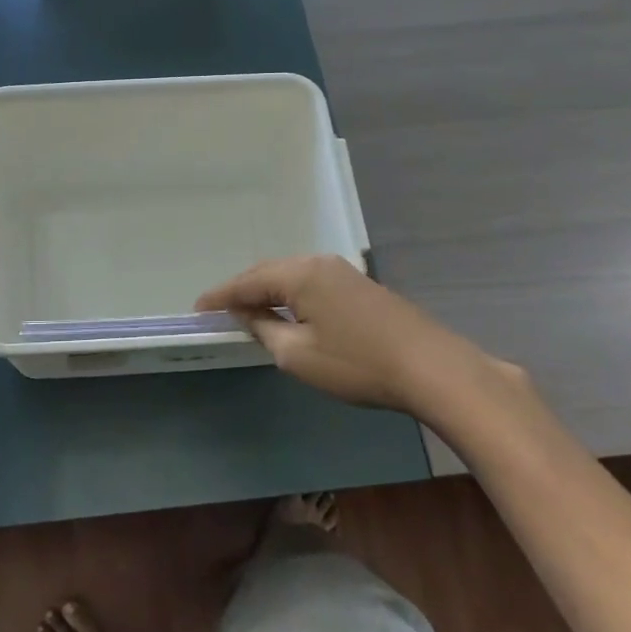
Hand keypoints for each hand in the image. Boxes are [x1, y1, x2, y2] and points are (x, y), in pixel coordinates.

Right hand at [196, 255, 529, 432]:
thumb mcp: (298, 355)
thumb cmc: (357, 363)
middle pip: (269, 272)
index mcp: (300, 274)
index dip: (220, 296)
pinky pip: (312, 284)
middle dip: (243, 290)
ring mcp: (344, 272)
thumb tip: (247, 314)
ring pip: (293, 276)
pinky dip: (292, 296)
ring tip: (249, 312)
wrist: (433, 369)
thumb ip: (265, 329)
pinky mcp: (362, 287)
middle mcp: (320, 263)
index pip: (247, 281)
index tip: (197, 309)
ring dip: (268, 292)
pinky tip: (290, 313)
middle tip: (220, 310)